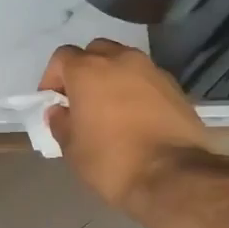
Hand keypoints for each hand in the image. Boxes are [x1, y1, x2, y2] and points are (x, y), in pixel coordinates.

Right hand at [39, 39, 218, 214]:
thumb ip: (60, 123)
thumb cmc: (112, 161)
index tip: (54, 102)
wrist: (173, 176)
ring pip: (124, 62)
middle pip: (95, 52)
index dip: (53, 78)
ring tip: (110, 108)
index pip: (62, 57)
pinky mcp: (175, 86)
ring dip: (112, 77)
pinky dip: (136, 90)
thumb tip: (60, 111)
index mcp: (88, 70)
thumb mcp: (72, 149)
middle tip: (82, 100)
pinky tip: (136, 116)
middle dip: (85, 71)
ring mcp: (151, 70)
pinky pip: (146, 79)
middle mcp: (120, 60)